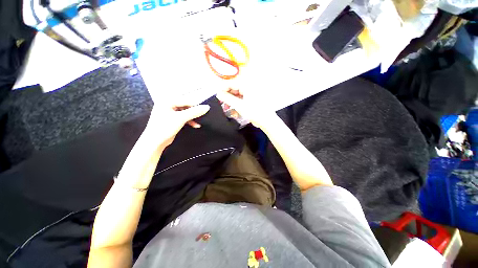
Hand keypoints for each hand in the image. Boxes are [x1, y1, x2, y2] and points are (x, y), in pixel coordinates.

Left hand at [146, 104, 209, 147]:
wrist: (155, 142)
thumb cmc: (165, 127)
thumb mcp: (181, 118)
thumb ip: (194, 112)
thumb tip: (207, 107)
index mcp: (167, 101)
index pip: (186, 100)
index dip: (196, 105)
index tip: (206, 109)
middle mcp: (168, 104)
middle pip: (186, 106)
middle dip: (194, 112)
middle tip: (203, 115)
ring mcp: (169, 112)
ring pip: (185, 112)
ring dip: (192, 117)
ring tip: (199, 122)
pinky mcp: (172, 119)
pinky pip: (183, 117)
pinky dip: (189, 121)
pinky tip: (195, 125)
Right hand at [216, 89, 276, 129]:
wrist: (266, 120)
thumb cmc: (254, 112)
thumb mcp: (239, 105)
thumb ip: (227, 98)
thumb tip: (218, 94)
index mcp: (247, 85)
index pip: (231, 83)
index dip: (223, 89)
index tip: (218, 96)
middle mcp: (249, 86)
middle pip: (234, 88)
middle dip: (227, 96)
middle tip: (222, 103)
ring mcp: (251, 92)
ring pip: (238, 94)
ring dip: (232, 100)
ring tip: (227, 107)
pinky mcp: (252, 98)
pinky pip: (242, 98)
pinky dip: (237, 103)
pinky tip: (234, 109)